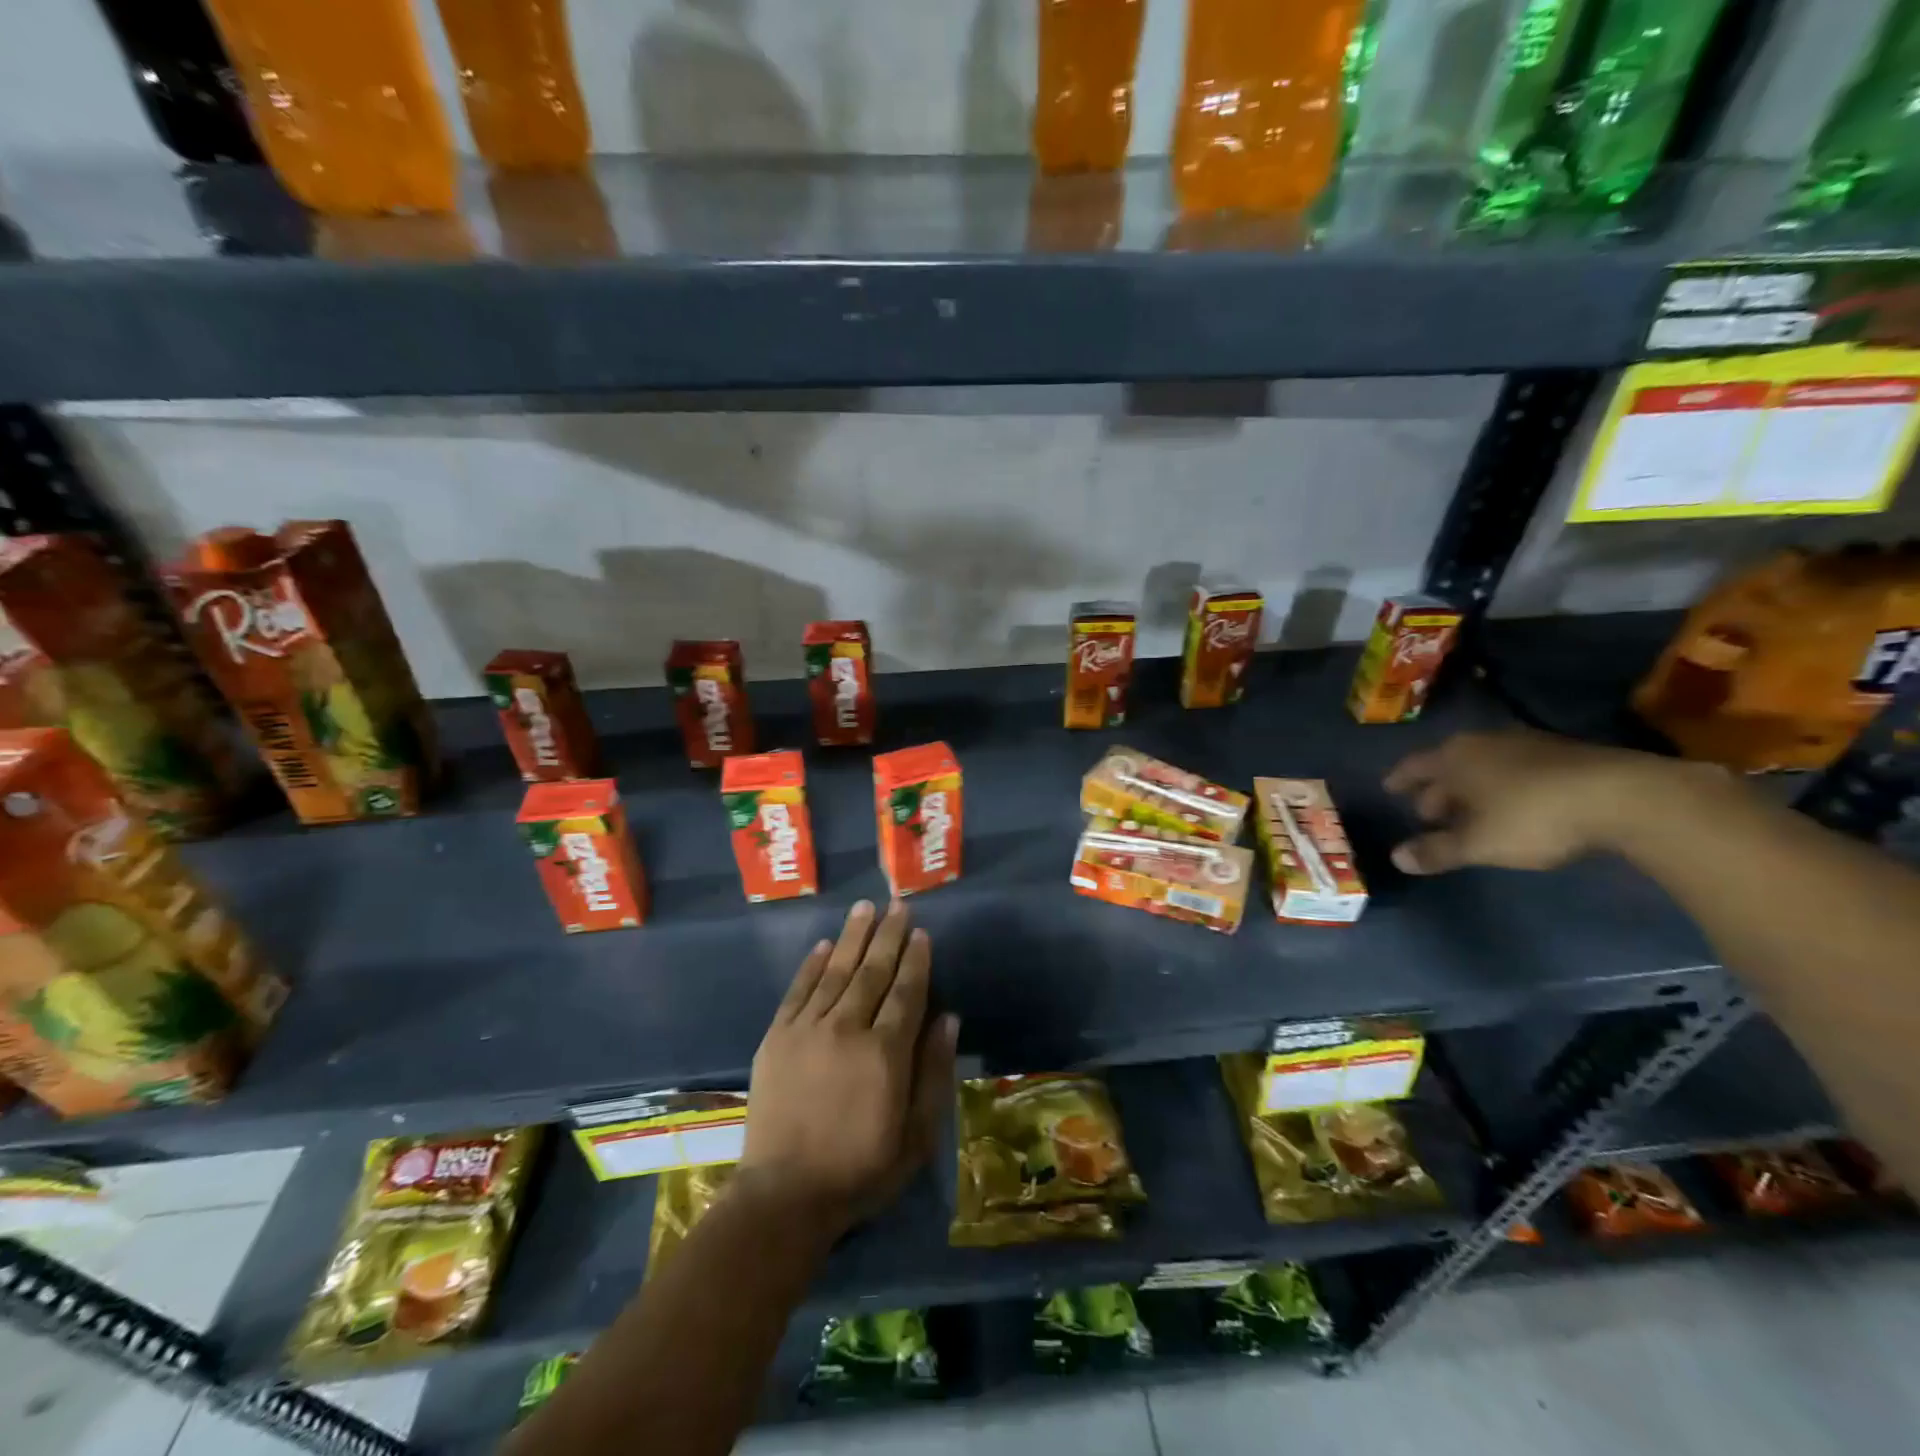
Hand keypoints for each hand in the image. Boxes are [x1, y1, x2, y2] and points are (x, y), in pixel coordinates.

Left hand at [737, 900, 957, 1240]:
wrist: (784, 1195)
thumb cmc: (861, 1170)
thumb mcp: (916, 1135)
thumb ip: (934, 1073)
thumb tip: (948, 1019)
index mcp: (886, 1052)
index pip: (907, 991)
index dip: (916, 959)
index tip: (921, 932)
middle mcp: (847, 1028)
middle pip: (872, 971)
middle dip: (888, 935)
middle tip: (897, 904)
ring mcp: (808, 1029)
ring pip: (836, 970)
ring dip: (853, 936)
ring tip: (865, 908)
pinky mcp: (777, 1037)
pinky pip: (798, 990)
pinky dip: (812, 964)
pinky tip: (824, 944)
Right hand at [1383, 729, 1692, 874]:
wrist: (1625, 796)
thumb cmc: (1532, 817)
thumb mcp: (1478, 843)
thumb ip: (1436, 851)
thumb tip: (1396, 858)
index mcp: (1454, 758)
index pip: (1414, 766)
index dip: (1400, 780)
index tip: (1389, 790)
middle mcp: (1483, 743)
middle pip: (1448, 765)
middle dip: (1436, 789)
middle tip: (1429, 813)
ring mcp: (1525, 744)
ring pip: (1483, 765)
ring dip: (1471, 787)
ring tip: (1469, 812)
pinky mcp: (1563, 753)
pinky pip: (1514, 767)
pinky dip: (1502, 785)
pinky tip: (1511, 805)